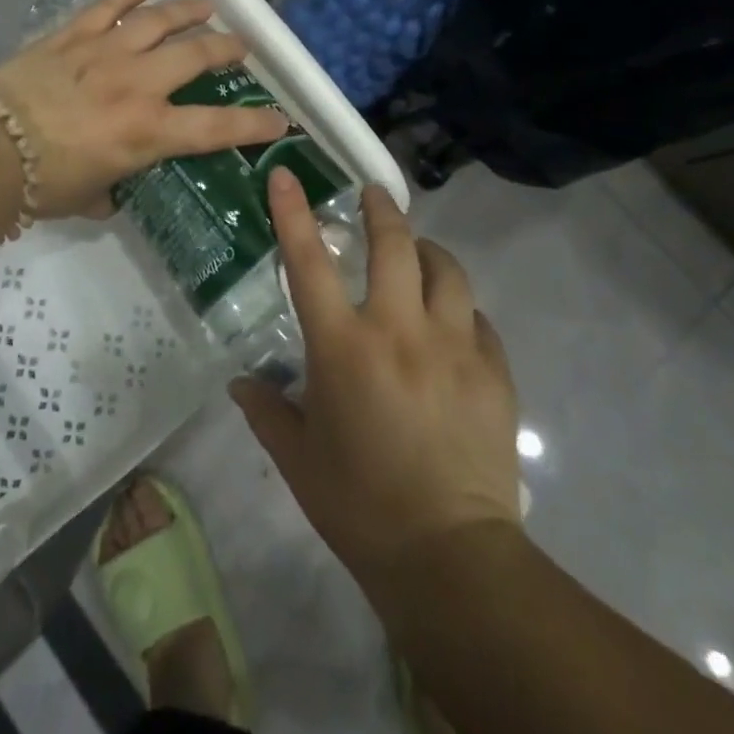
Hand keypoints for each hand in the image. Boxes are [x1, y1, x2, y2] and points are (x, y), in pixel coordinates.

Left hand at [0, 0, 288, 220]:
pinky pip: (106, 5)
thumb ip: (111, 189)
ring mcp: (104, 52)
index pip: (216, 128)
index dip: (254, 124)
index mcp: (147, 131)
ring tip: (207, 4)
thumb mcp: (88, 197)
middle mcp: (137, 83)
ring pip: (157, 20)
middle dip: (226, 48)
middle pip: (195, 55)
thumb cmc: (41, 183)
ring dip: (187, 10)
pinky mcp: (71, 35)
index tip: (280, 119)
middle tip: (241, 46)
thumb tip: (113, 189)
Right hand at [231, 170, 521, 590]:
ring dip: (427, 251)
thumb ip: (266, 411)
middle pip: (394, 245)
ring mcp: (453, 347)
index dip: (293, 212)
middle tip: (372, 194)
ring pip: (446, 270)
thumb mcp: (298, 459)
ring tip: (417, 253)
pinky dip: (459, 308)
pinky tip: (451, 324)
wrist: (451, 558)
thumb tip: (241, 383)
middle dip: (381, 209)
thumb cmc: (360, 505)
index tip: (286, 174)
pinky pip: (477, 319)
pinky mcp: (492, 372)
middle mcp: (398, 331)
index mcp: (343, 347)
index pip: (309, 261)